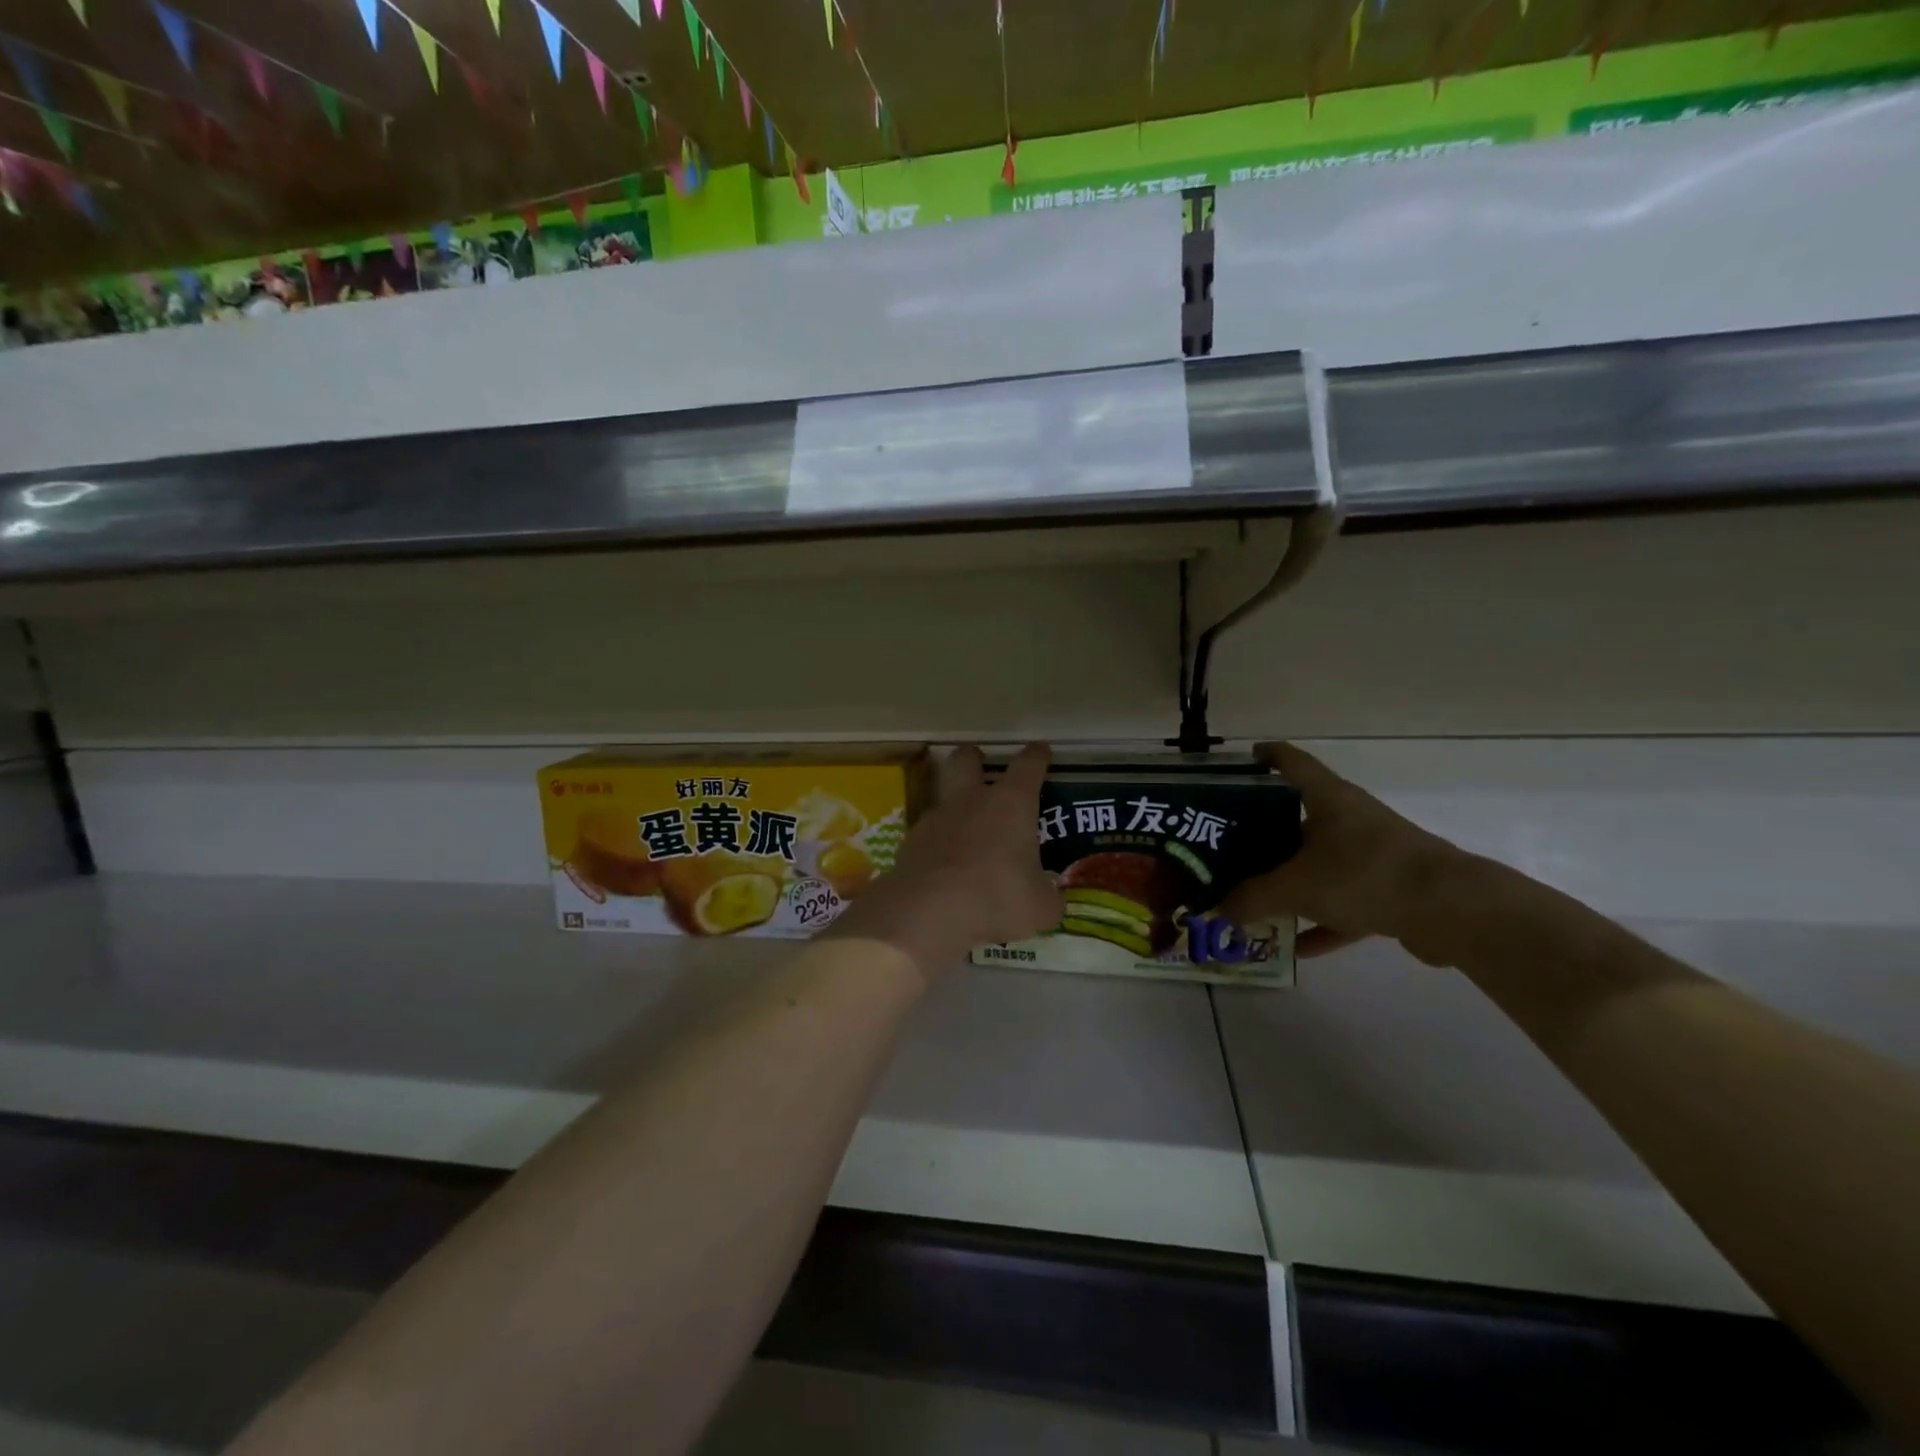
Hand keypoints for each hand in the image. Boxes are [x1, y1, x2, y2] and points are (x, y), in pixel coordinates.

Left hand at [827, 744, 1063, 979]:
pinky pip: (927, 834)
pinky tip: (943, 866)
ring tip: (964, 830)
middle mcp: (971, 800)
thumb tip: (1050, 901)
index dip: (1037, 756)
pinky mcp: (909, 844)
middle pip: (966, 759)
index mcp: (1011, 804)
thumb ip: (1047, 898)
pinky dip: (936, 844)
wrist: (928, 912)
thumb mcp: (1040, 908)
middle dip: (974, 757)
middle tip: (981, 765)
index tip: (1040, 751)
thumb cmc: (997, 898)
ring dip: (953, 806)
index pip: (1028, 765)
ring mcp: (935, 819)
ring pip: (942, 796)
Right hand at [1221, 743, 1463, 960]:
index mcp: (1327, 798)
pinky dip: (1323, 921)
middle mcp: (1350, 818)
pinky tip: (1298, 947)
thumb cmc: (1365, 874)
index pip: (1290, 762)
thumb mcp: (1296, 886)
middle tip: (1229, 845)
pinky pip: (1345, 902)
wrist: (1452, 910)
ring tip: (1256, 899)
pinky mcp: (1391, 889)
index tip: (1238, 764)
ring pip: (1321, 862)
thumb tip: (1218, 910)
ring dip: (1292, 881)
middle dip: (1264, 832)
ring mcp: (1373, 853)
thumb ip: (1252, 898)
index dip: (1264, 757)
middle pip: (1299, 817)